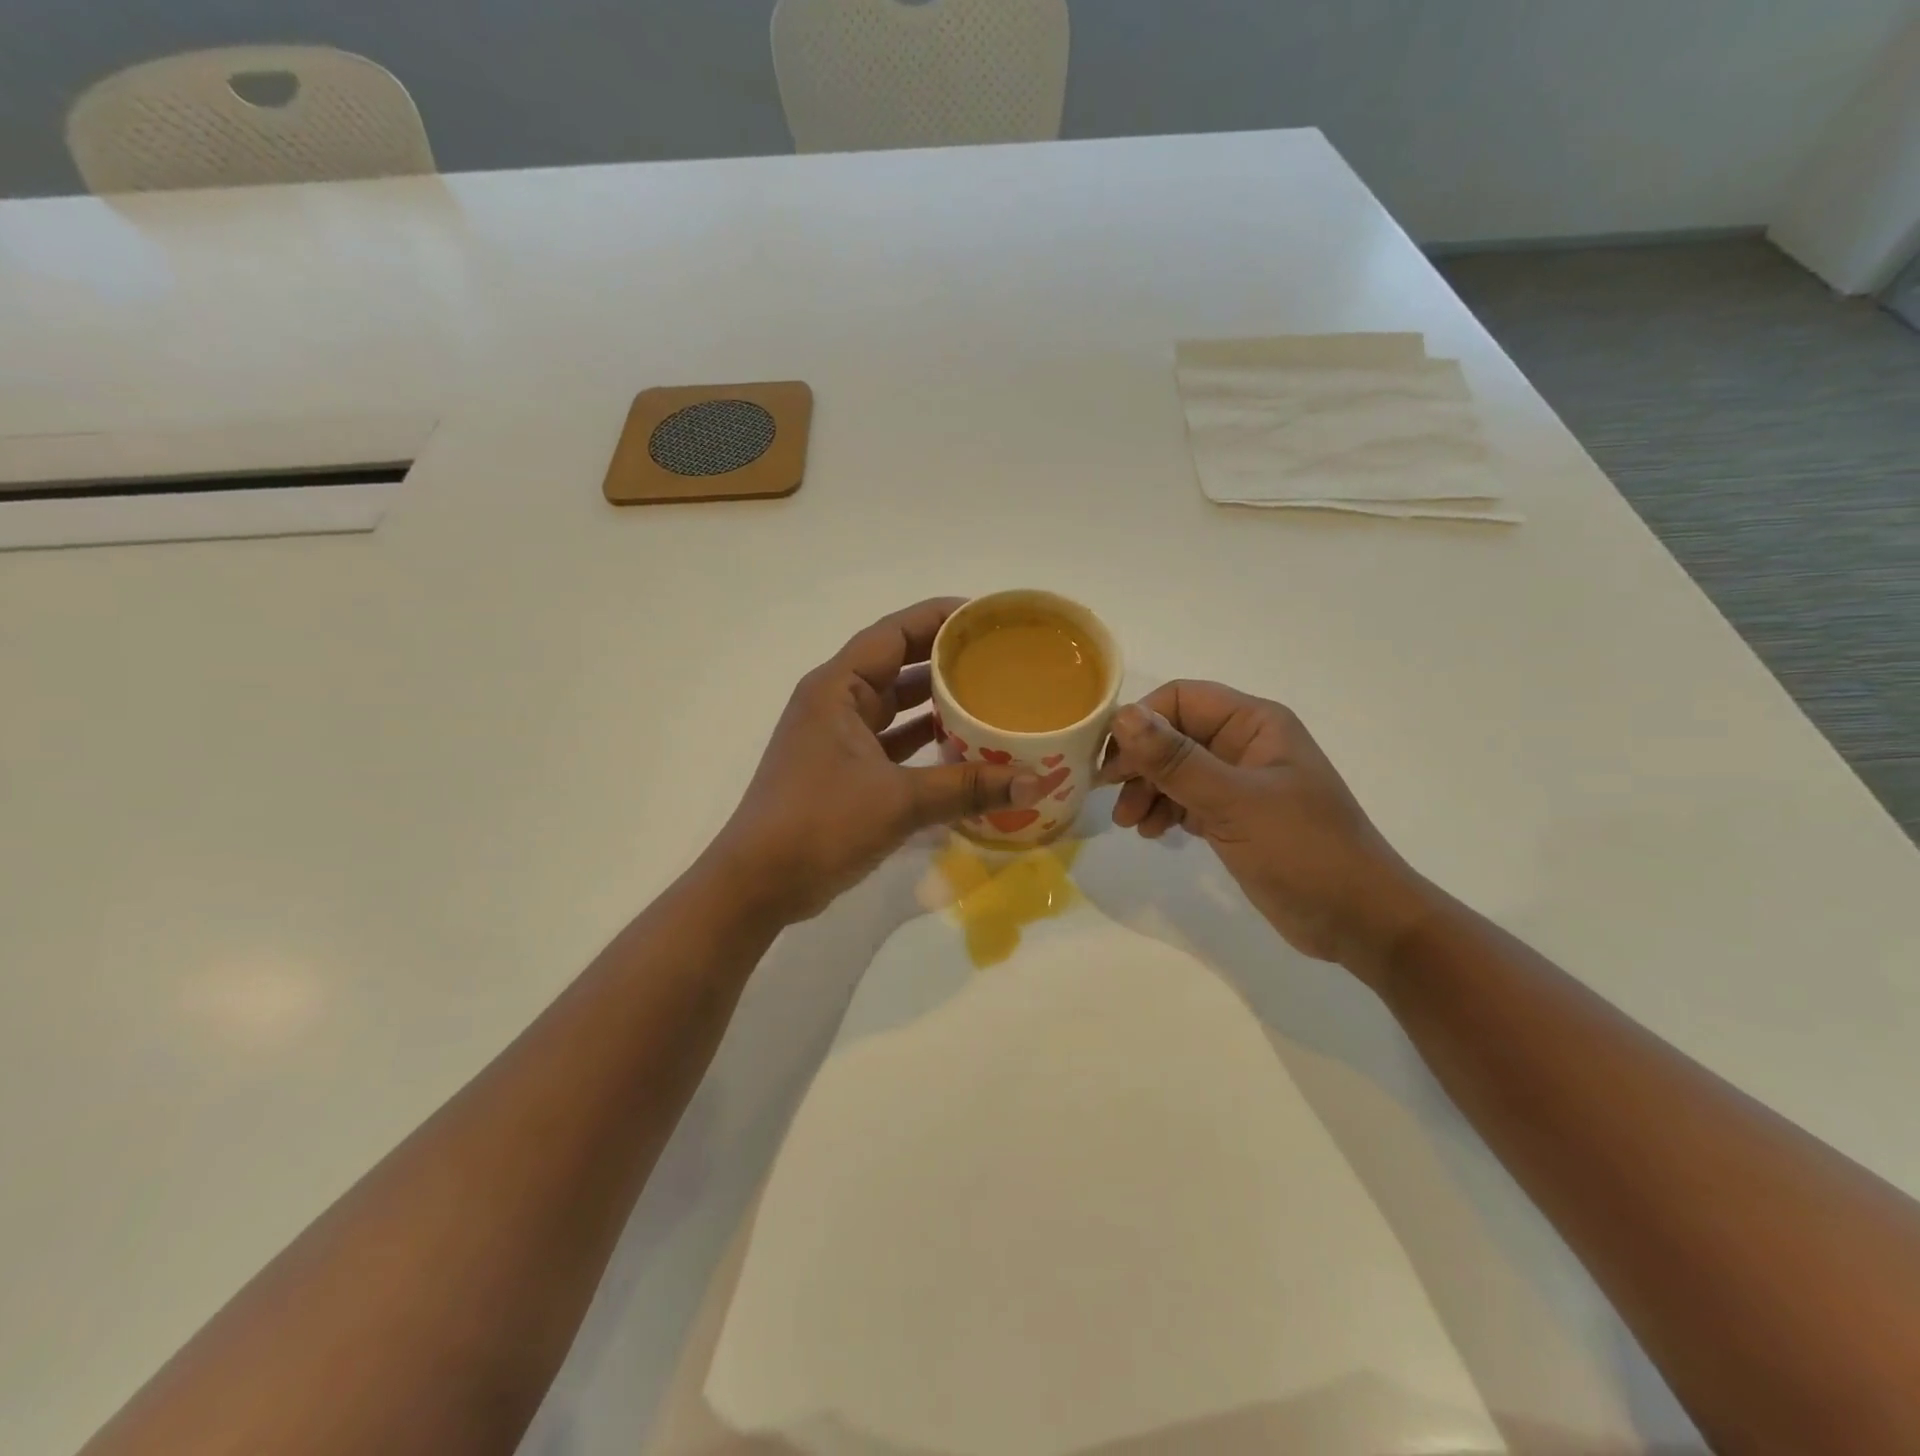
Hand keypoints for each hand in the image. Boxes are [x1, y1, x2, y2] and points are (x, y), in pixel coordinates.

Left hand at [712, 599, 1043, 924]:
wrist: (759, 882)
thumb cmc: (820, 823)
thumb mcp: (899, 801)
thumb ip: (966, 787)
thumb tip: (1034, 783)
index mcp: (837, 687)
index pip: (894, 632)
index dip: (939, 617)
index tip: (986, 617)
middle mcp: (834, 702)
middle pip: (896, 663)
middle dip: (944, 658)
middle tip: (997, 657)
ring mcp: (836, 737)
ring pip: (893, 705)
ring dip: (934, 701)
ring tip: (988, 695)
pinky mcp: (841, 770)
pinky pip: (890, 740)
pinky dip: (921, 740)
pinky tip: (960, 747)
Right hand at [1100, 680, 1434, 972]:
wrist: (1358, 921)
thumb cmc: (1303, 851)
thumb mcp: (1234, 802)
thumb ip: (1176, 760)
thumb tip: (1122, 715)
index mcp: (1254, 724)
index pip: (1181, 700)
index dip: (1141, 723)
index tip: (1112, 761)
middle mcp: (1244, 744)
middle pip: (1172, 735)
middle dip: (1139, 763)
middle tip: (1111, 795)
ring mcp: (1240, 782)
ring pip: (1175, 770)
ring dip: (1146, 790)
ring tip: (1131, 823)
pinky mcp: (1235, 817)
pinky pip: (1186, 799)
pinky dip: (1164, 811)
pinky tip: (1153, 833)